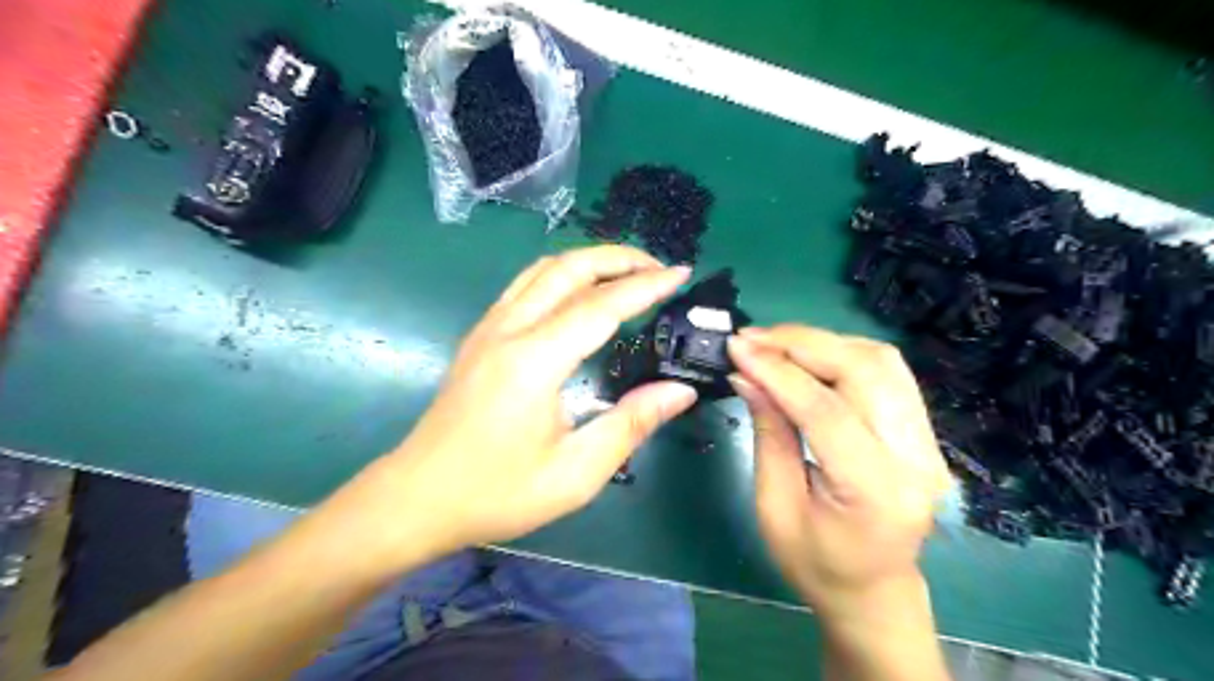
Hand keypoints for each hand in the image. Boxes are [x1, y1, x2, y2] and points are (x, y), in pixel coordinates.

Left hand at [370, 248, 696, 561]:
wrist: (419, 498)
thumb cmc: (498, 492)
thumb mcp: (575, 472)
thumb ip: (631, 424)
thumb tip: (679, 391)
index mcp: (534, 361)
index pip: (601, 305)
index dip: (646, 286)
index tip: (681, 274)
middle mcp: (509, 330)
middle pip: (568, 269)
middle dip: (619, 258)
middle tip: (660, 268)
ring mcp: (489, 329)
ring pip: (543, 270)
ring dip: (589, 261)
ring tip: (628, 272)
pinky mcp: (480, 336)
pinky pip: (525, 286)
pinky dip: (562, 275)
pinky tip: (580, 292)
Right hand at [720, 326, 948, 618]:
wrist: (874, 590)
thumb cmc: (815, 562)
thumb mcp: (774, 507)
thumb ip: (768, 434)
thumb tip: (746, 375)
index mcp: (876, 492)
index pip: (826, 410)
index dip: (777, 371)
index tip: (736, 348)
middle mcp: (916, 458)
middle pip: (865, 370)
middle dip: (801, 343)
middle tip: (751, 338)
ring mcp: (928, 441)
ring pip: (881, 360)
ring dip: (822, 341)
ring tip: (774, 343)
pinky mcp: (924, 431)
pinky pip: (886, 371)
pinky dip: (842, 352)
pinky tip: (807, 356)